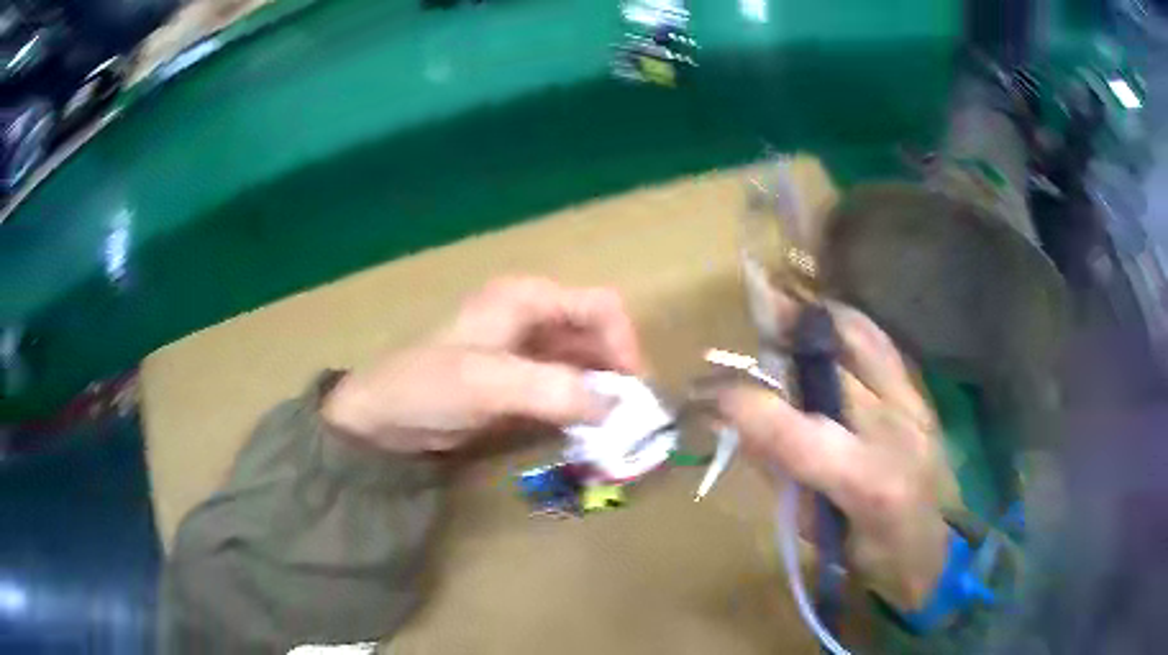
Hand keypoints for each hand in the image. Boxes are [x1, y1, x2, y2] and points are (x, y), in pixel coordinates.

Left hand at [322, 277, 642, 453]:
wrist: (381, 419)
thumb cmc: (427, 388)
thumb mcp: (488, 384)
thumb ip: (554, 391)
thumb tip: (616, 408)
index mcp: (527, 299)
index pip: (601, 307)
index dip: (625, 344)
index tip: (632, 392)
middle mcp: (533, 318)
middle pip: (597, 336)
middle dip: (618, 374)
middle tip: (631, 421)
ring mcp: (526, 353)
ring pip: (585, 365)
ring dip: (603, 394)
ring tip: (615, 432)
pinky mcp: (519, 384)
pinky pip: (566, 389)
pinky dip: (582, 409)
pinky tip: (587, 433)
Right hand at [718, 302, 954, 611]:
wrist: (930, 549)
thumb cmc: (869, 558)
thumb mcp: (814, 533)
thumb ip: (781, 476)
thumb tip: (741, 427)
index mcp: (867, 481)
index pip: (795, 433)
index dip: (745, 406)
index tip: (707, 392)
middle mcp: (896, 430)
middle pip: (828, 367)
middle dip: (779, 338)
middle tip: (739, 326)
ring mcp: (913, 404)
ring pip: (859, 337)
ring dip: (813, 320)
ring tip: (778, 309)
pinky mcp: (919, 394)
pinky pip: (879, 343)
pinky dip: (846, 326)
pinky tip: (822, 324)